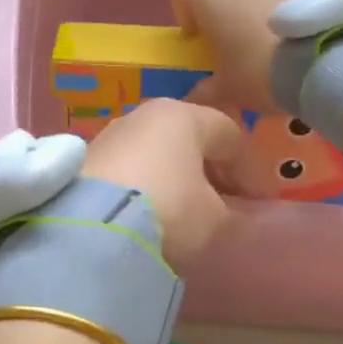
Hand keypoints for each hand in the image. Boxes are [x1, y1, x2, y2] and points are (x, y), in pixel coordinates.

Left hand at [79, 99, 243, 266]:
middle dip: (211, 171)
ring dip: (177, 178)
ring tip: (186, 213)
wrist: (91, 228)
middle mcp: (144, 115)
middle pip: (190, 138)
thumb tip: (242, 218)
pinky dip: (146, 185)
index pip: (230, 135)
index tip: (258, 203)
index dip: (250, 170)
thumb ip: (236, 216)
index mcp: (183, 116)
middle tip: (225, 205)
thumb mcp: (215, 221)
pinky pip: (129, 168)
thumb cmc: (169, 211)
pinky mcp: (85, 160)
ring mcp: (111, 134)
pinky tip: (150, 213)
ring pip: (157, 152)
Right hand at [169, 0, 302, 113]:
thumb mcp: (227, 90)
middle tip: (237, 44)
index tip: (196, 31)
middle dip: (227, 8)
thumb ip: (206, 91)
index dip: (186, 2)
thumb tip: (193, 99)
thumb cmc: (259, 71)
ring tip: (272, 33)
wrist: (322, 63)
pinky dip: (293, 3)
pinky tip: (301, 32)